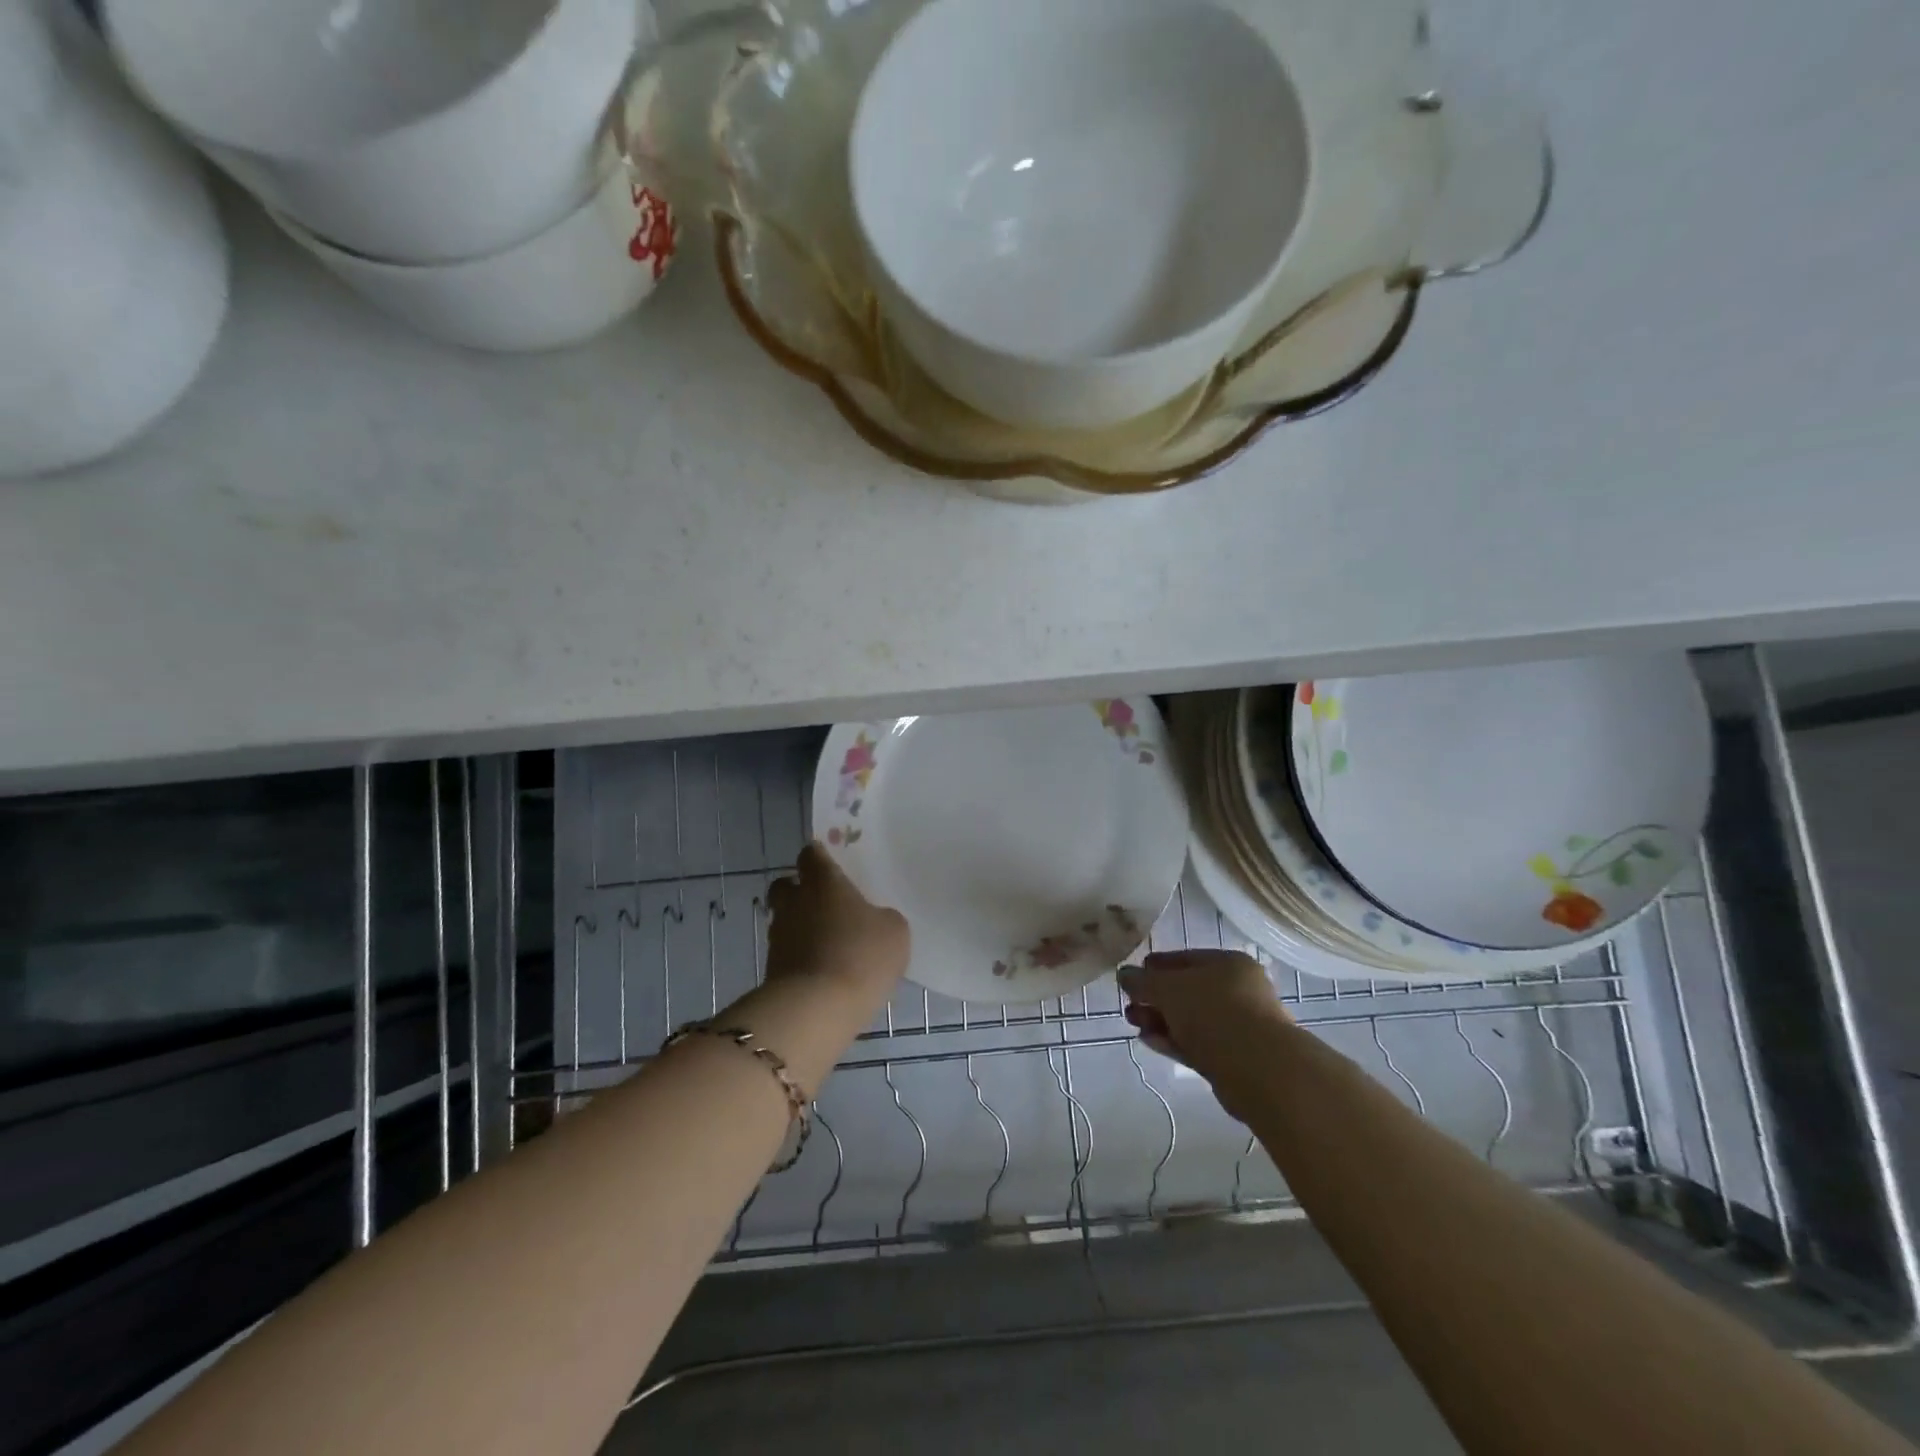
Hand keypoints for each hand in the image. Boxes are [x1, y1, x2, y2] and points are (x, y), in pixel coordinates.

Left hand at [765, 842, 909, 991]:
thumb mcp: (894, 932)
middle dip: (799, 890)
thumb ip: (882, 918)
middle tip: (824, 904)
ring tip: (827, 944)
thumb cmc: (861, 955)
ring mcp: (779, 936)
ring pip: (784, 920)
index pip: (811, 855)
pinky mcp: (772, 969)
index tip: (829, 864)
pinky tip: (822, 971)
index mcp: (824, 882)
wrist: (816, 1008)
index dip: (819, 857)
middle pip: (785, 885)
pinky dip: (800, 957)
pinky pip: (787, 952)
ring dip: (800, 927)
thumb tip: (873, 921)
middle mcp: (795, 902)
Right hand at [1119, 950, 1290, 1117]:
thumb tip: (1124, 974)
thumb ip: (1142, 981)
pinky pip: (1197, 1042)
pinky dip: (1173, 1040)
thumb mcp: (1168, 989)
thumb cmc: (1213, 1012)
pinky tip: (1150, 1041)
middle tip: (1129, 1006)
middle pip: (1187, 990)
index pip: (1184, 958)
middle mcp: (1238, 990)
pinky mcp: (1235, 1057)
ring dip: (1161, 1020)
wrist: (1259, 1069)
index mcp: (1228, 963)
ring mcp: (1239, 1025)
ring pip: (1191, 1019)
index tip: (1131, 978)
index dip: (1155, 967)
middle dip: (1155, 998)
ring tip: (1134, 1024)